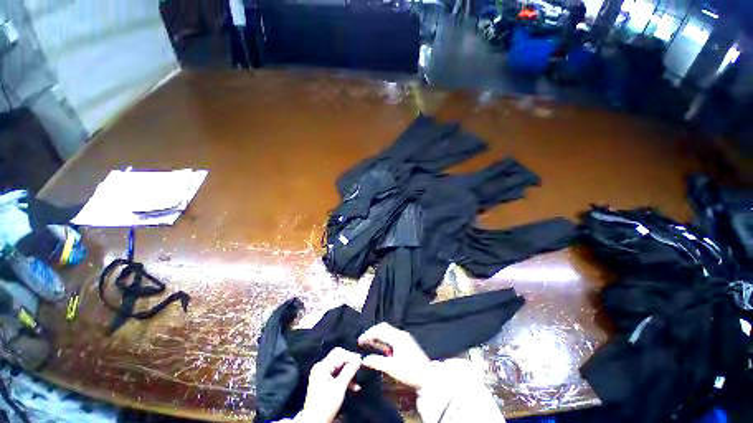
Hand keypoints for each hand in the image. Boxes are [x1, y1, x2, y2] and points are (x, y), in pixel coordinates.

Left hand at [298, 347, 361, 422]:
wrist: (314, 422)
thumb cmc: (325, 406)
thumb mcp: (339, 387)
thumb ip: (349, 370)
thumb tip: (358, 359)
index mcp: (322, 367)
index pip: (339, 353)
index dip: (351, 356)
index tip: (361, 362)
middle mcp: (320, 367)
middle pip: (338, 357)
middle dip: (350, 363)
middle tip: (359, 369)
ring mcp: (321, 373)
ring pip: (339, 365)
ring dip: (348, 371)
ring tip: (356, 381)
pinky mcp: (323, 380)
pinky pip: (336, 372)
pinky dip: (344, 377)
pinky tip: (352, 385)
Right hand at [358, 323, 432, 389]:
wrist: (428, 378)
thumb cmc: (410, 372)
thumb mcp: (392, 368)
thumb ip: (377, 362)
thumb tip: (363, 359)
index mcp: (397, 337)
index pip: (380, 329)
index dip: (369, 334)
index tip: (359, 341)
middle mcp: (401, 334)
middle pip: (383, 328)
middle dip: (372, 333)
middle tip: (363, 341)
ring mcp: (404, 338)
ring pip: (388, 332)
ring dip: (378, 336)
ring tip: (368, 344)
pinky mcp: (406, 343)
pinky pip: (392, 337)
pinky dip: (383, 340)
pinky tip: (380, 348)